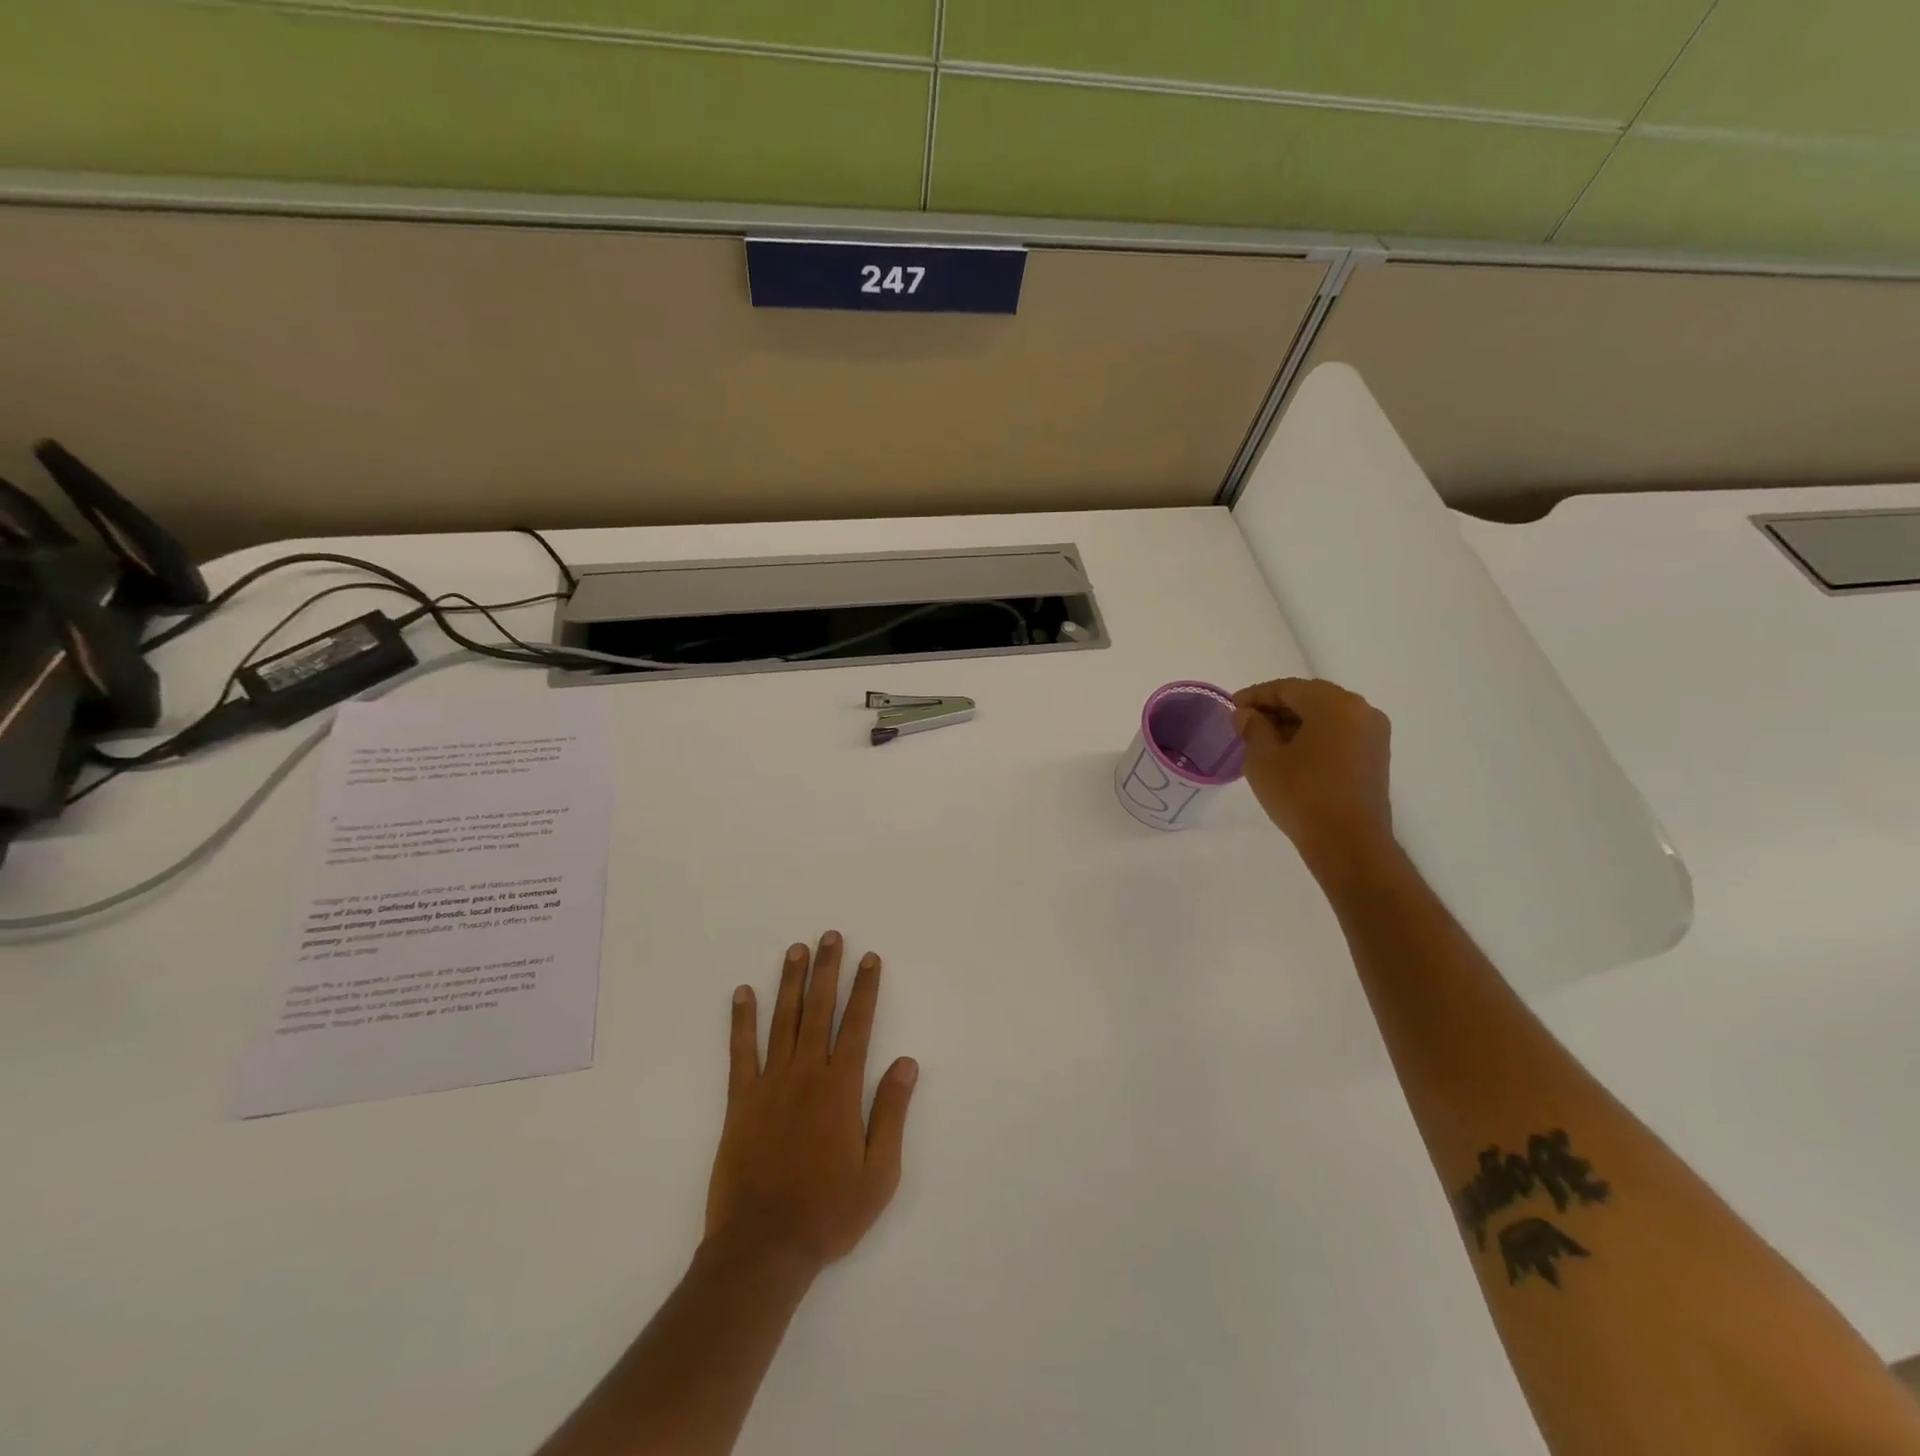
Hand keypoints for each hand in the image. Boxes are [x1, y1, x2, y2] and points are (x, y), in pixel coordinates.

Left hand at [704, 932, 918, 1276]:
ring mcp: (769, 1084)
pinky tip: (742, 994)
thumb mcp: (879, 1173)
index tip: (869, 958)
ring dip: (790, 982)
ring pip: (782, 1020)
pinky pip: (740, 1051)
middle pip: (818, 1010)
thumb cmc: (828, 1213)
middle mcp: (806, 1074)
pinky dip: (741, 1020)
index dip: (865, 989)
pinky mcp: (740, 1101)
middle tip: (829, 936)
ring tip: (795, 950)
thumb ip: (891, 1112)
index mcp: (841, 1089)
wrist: (763, 1249)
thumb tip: (907, 1062)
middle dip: (827, 970)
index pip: (857, 1024)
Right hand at [1233, 678, 1394, 869]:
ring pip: (1326, 716)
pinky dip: (1313, 736)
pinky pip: (1338, 734)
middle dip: (1275, 708)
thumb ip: (1252, 728)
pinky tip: (1290, 754)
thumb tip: (1246, 714)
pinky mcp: (1375, 756)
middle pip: (1310, 698)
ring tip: (1264, 740)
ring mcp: (1372, 734)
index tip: (1232, 707)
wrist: (1348, 842)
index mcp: (1334, 704)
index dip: (1256, 695)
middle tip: (1245, 723)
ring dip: (1294, 723)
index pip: (1287, 688)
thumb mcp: (1263, 759)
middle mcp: (1360, 710)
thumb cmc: (1301, 794)